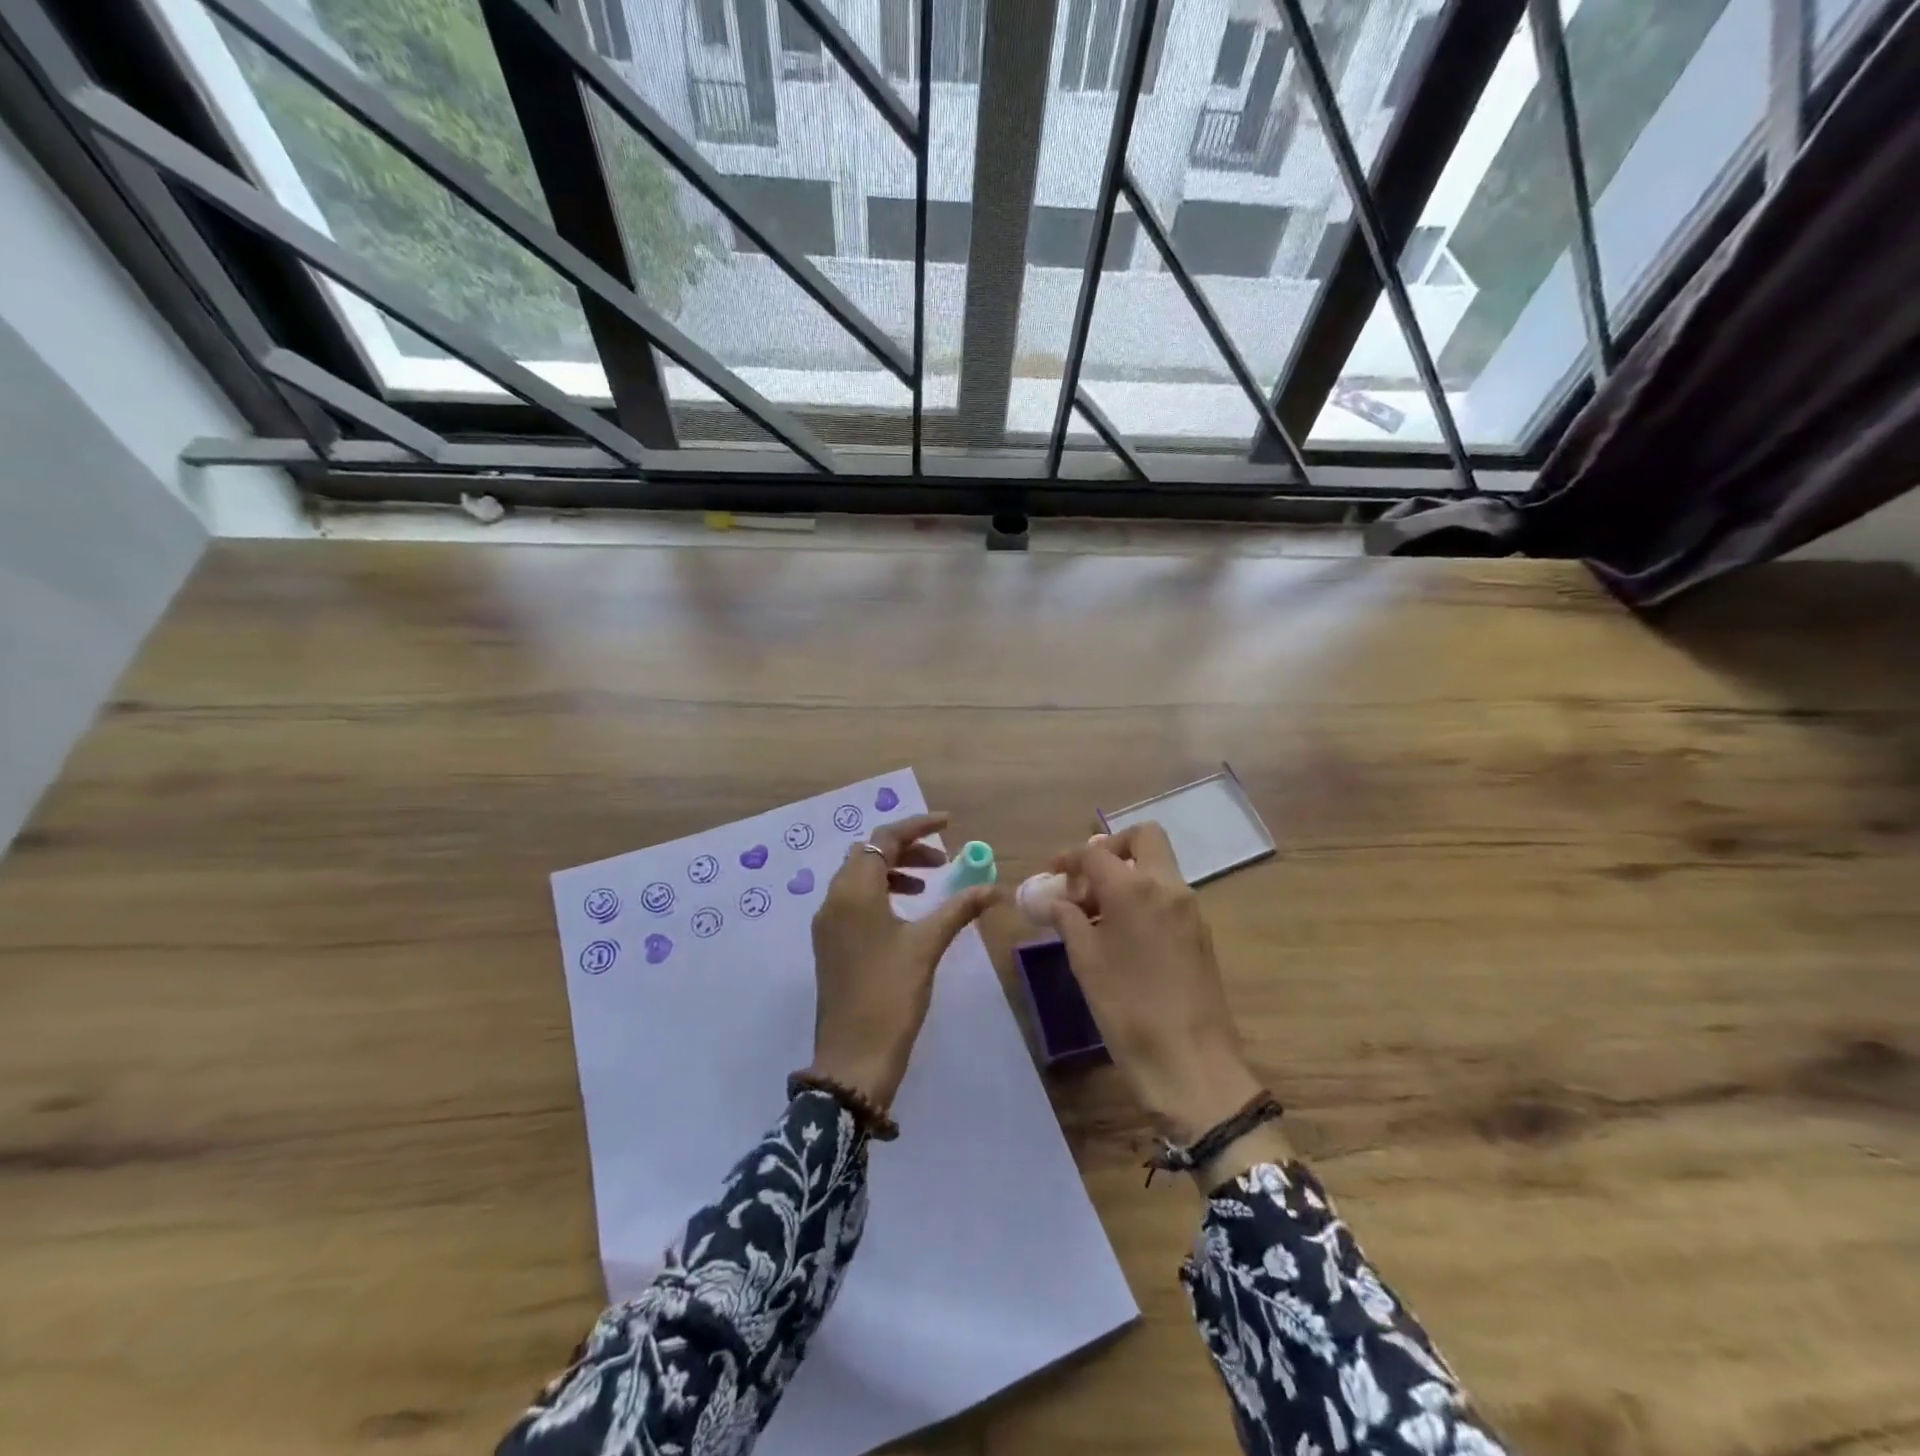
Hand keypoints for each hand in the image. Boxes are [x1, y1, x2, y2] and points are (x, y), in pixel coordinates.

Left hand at [807, 812, 997, 1108]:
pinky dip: (880, 893)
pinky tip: (906, 914)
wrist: (852, 1057)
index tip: (949, 824)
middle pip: (869, 854)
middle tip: (943, 862)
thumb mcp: (927, 945)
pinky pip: (853, 900)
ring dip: (893, 871)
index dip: (918, 826)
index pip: (885, 839)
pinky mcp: (830, 943)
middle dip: (906, 850)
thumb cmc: (891, 994)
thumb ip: (959, 908)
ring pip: (859, 877)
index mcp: (854, 891)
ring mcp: (827, 923)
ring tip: (929, 886)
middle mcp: (834, 898)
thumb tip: (995, 887)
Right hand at [1047, 824, 1266, 1143]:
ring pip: (1158, 866)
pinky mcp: (1200, 932)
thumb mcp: (1085, 961)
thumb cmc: (1128, 1009)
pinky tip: (1120, 933)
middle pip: (1143, 838)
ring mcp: (1190, 909)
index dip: (1068, 859)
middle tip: (1086, 878)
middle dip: (1111, 848)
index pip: (1095, 853)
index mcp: (1134, 888)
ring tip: (1095, 912)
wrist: (1191, 1063)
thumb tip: (1052, 899)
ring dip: (1127, 874)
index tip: (1051, 874)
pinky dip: (1142, 897)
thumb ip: (1067, 918)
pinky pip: (1168, 895)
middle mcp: (1168, 886)